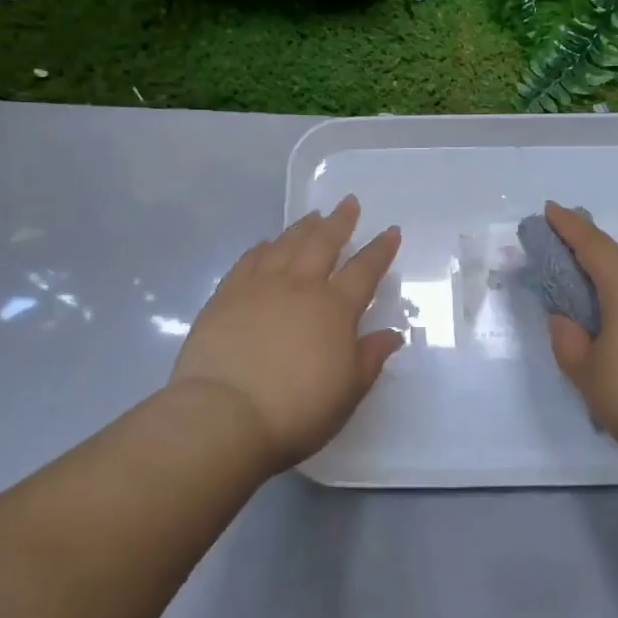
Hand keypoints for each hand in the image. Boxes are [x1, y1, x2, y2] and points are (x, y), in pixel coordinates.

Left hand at [172, 195, 403, 468]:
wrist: (225, 414)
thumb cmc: (296, 410)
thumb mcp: (347, 392)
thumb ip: (369, 358)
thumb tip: (392, 335)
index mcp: (334, 308)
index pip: (364, 270)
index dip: (380, 250)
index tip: (391, 230)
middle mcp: (299, 286)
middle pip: (323, 243)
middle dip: (339, 222)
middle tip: (348, 203)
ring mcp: (259, 287)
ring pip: (285, 245)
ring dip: (302, 228)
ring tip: (313, 216)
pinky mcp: (226, 296)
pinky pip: (248, 260)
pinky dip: (261, 248)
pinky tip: (265, 243)